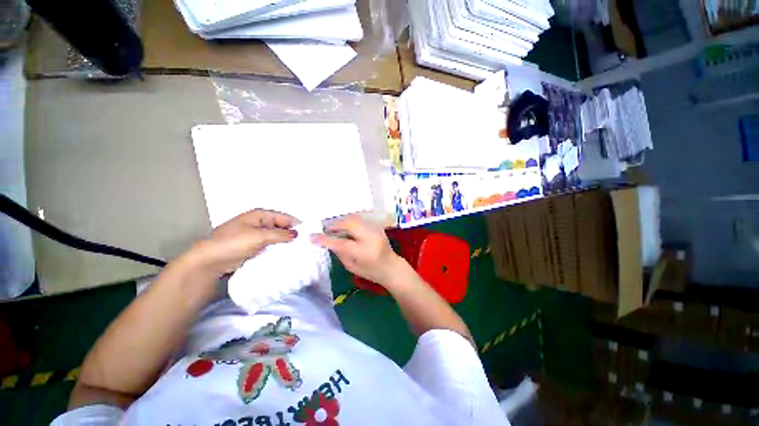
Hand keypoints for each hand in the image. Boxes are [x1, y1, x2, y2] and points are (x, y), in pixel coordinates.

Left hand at [186, 209, 297, 276]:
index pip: (284, 217)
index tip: (308, 235)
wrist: (210, 262)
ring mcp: (257, 236)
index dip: (296, 225)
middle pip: (281, 227)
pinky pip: (271, 246)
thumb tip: (297, 234)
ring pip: (277, 238)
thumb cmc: (232, 243)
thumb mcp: (259, 236)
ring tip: (298, 251)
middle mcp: (260, 223)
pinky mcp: (254, 247)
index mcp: (260, 215)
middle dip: (291, 235)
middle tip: (304, 245)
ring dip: (285, 244)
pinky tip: (285, 255)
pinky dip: (277, 250)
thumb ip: (280, 234)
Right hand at [311, 215, 406, 287]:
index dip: (325, 239)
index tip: (312, 236)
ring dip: (342, 222)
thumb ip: (340, 253)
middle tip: (326, 229)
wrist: (392, 267)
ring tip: (335, 228)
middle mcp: (371, 237)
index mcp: (364, 252)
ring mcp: (376, 230)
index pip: (341, 243)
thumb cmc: (371, 272)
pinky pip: (360, 220)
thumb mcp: (352, 267)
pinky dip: (350, 222)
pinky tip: (346, 229)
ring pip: (355, 219)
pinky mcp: (377, 226)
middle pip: (349, 224)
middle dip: (335, 225)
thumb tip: (328, 241)